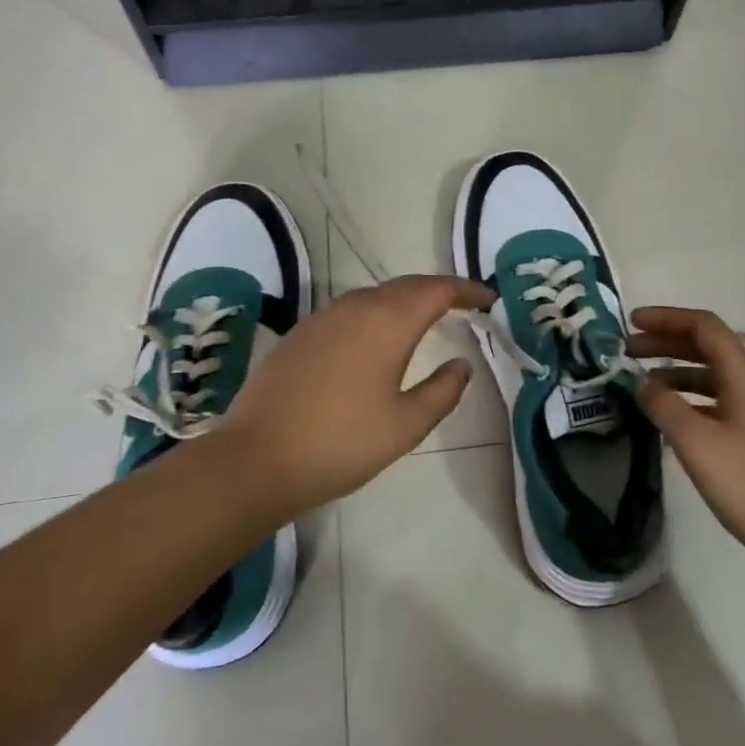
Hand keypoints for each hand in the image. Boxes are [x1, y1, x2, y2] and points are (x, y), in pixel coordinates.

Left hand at [224, 274, 495, 516]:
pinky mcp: (301, 334)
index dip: (467, 290)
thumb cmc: (340, 443)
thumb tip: (461, 364)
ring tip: (425, 320)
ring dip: (405, 301)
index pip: (438, 289)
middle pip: (407, 286)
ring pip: (375, 295)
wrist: (255, 459)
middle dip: (438, 291)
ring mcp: (323, 317)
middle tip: (464, 305)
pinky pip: (350, 311)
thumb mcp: (405, 425)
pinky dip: (376, 314)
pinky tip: (376, 340)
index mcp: (387, 322)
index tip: (489, 298)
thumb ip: (442, 391)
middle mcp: (356, 307)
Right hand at [632, 306, 744, 576]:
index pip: (705, 327)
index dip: (667, 318)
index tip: (631, 322)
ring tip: (641, 385)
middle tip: (628, 351)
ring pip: (714, 376)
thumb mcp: (696, 443)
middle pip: (709, 348)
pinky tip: (670, 418)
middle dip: (667, 343)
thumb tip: (641, 382)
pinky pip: (720, 402)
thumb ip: (663, 405)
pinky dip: (691, 399)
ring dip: (676, 372)